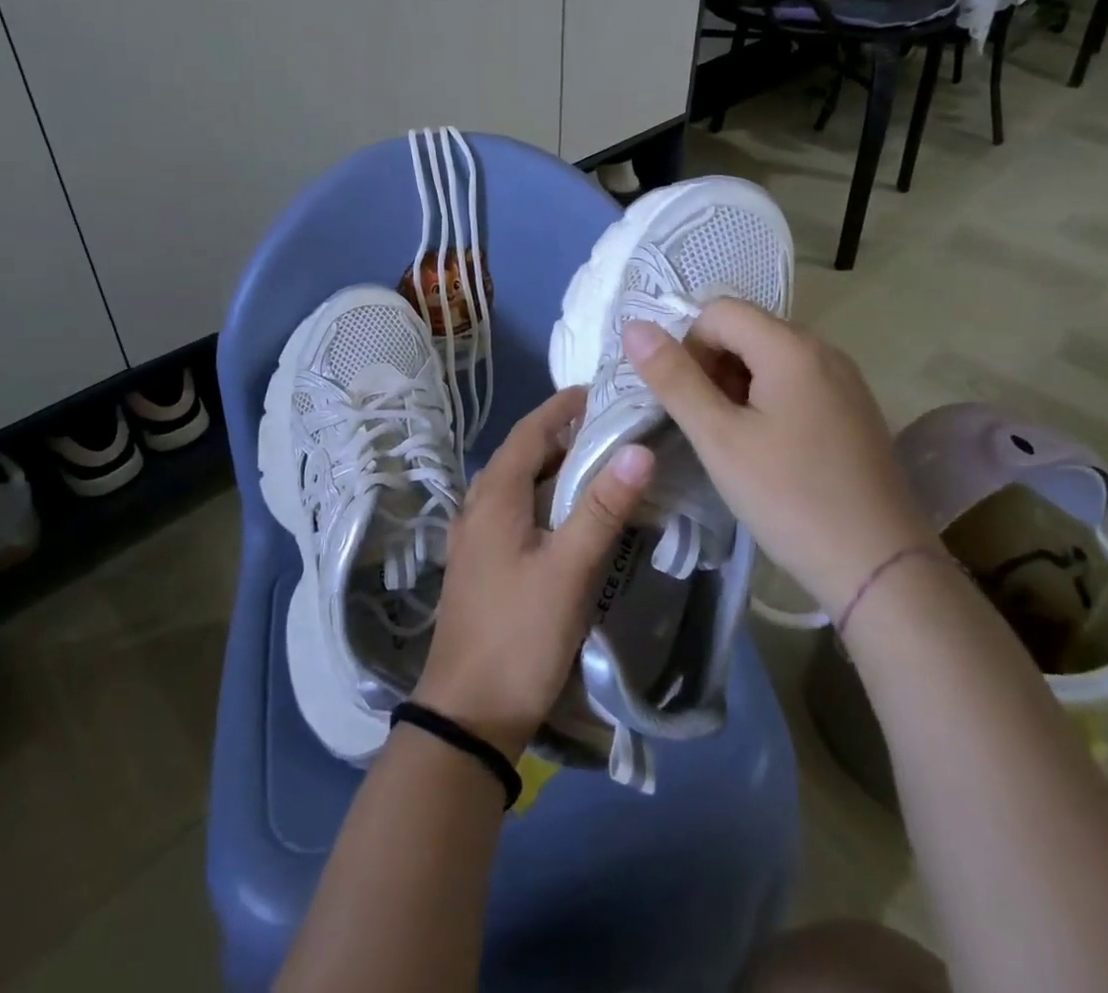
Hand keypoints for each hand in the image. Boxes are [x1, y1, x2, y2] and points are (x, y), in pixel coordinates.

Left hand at [413, 387, 653, 761]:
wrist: (468, 715)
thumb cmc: (518, 635)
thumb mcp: (568, 570)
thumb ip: (602, 508)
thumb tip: (639, 449)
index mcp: (494, 496)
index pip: (530, 430)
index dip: (563, 406)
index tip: (602, 392)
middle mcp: (478, 507)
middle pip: (523, 454)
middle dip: (565, 435)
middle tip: (615, 430)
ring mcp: (476, 538)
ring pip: (519, 485)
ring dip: (555, 469)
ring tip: (601, 466)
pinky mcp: (483, 565)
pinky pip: (516, 513)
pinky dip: (546, 500)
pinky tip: (572, 518)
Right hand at [624, 300, 932, 619]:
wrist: (880, 567)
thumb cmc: (789, 498)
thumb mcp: (719, 439)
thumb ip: (674, 379)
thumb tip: (634, 327)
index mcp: (791, 347)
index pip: (718, 311)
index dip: (689, 347)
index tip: (689, 401)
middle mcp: (823, 349)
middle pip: (746, 330)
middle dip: (713, 367)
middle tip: (710, 426)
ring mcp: (844, 380)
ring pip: (769, 358)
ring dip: (738, 386)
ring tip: (736, 442)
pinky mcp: (853, 409)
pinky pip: (796, 382)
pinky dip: (768, 401)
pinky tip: (769, 450)